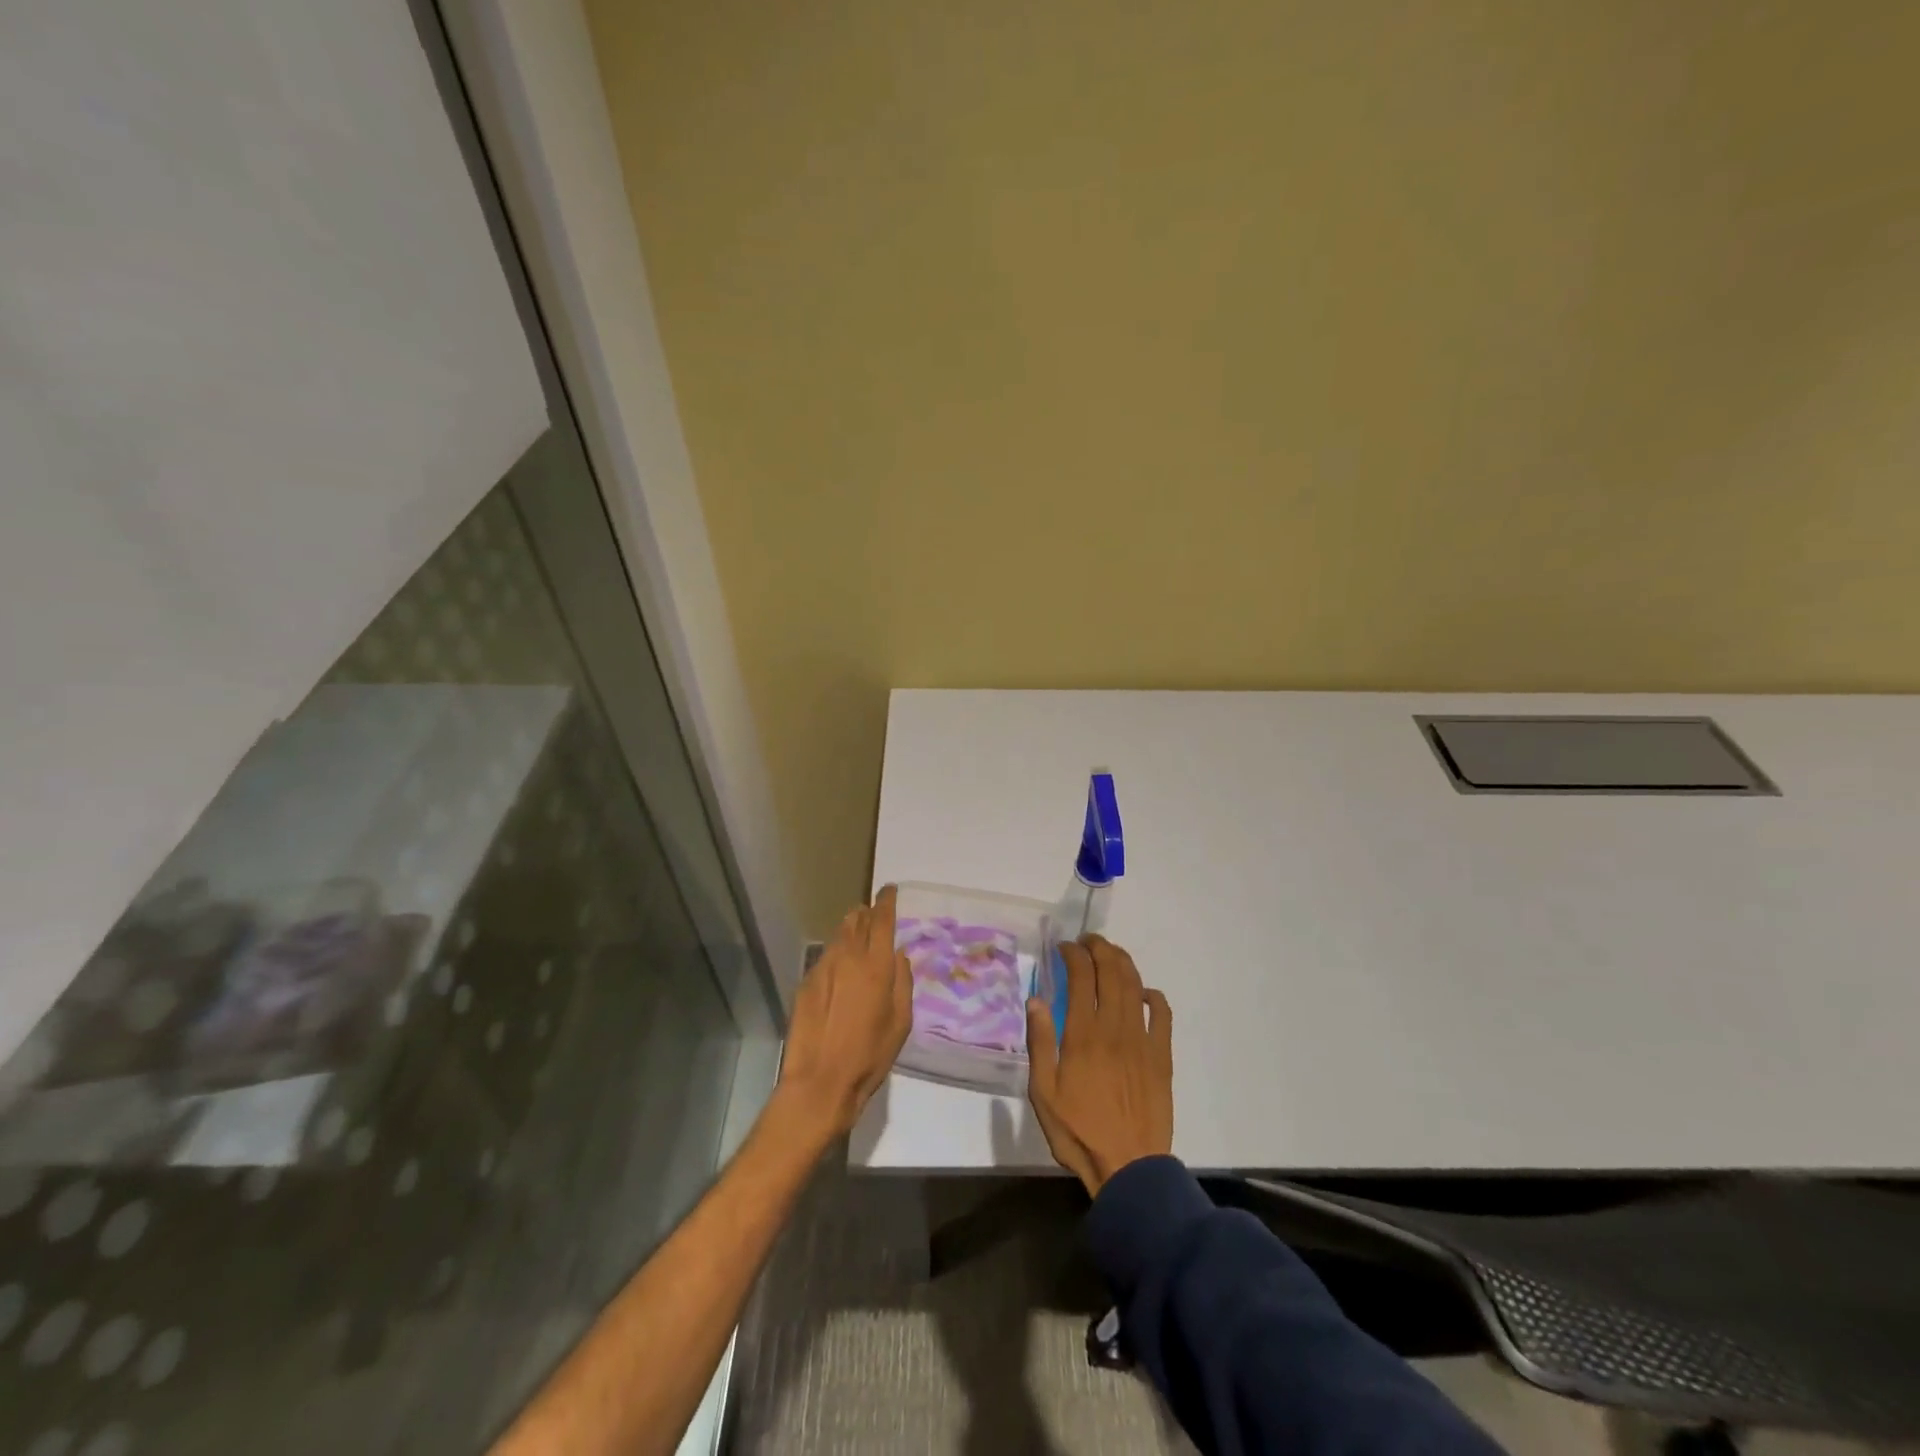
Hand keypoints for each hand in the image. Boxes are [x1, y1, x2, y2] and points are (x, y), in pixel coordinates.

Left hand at [776, 884, 912, 1141]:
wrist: (820, 1081)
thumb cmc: (870, 1055)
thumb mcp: (901, 1022)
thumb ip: (903, 982)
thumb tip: (897, 956)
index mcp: (876, 965)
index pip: (882, 920)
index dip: (887, 901)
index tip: (890, 890)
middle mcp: (848, 957)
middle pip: (857, 921)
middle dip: (867, 913)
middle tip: (874, 914)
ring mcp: (823, 968)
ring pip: (839, 937)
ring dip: (850, 930)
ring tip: (858, 935)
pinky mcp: (806, 983)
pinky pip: (826, 957)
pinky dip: (836, 953)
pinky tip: (840, 969)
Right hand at [1026, 935, 1172, 1194]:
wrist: (1129, 1167)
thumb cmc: (1078, 1132)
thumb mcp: (1043, 1093)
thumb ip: (1040, 1043)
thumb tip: (1035, 1001)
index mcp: (1083, 1035)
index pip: (1080, 976)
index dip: (1073, 954)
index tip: (1064, 947)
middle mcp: (1114, 1028)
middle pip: (1110, 972)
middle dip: (1099, 948)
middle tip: (1088, 941)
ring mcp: (1142, 1040)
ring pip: (1135, 986)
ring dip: (1123, 963)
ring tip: (1111, 954)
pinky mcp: (1162, 1056)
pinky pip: (1163, 1015)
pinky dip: (1154, 996)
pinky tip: (1145, 993)